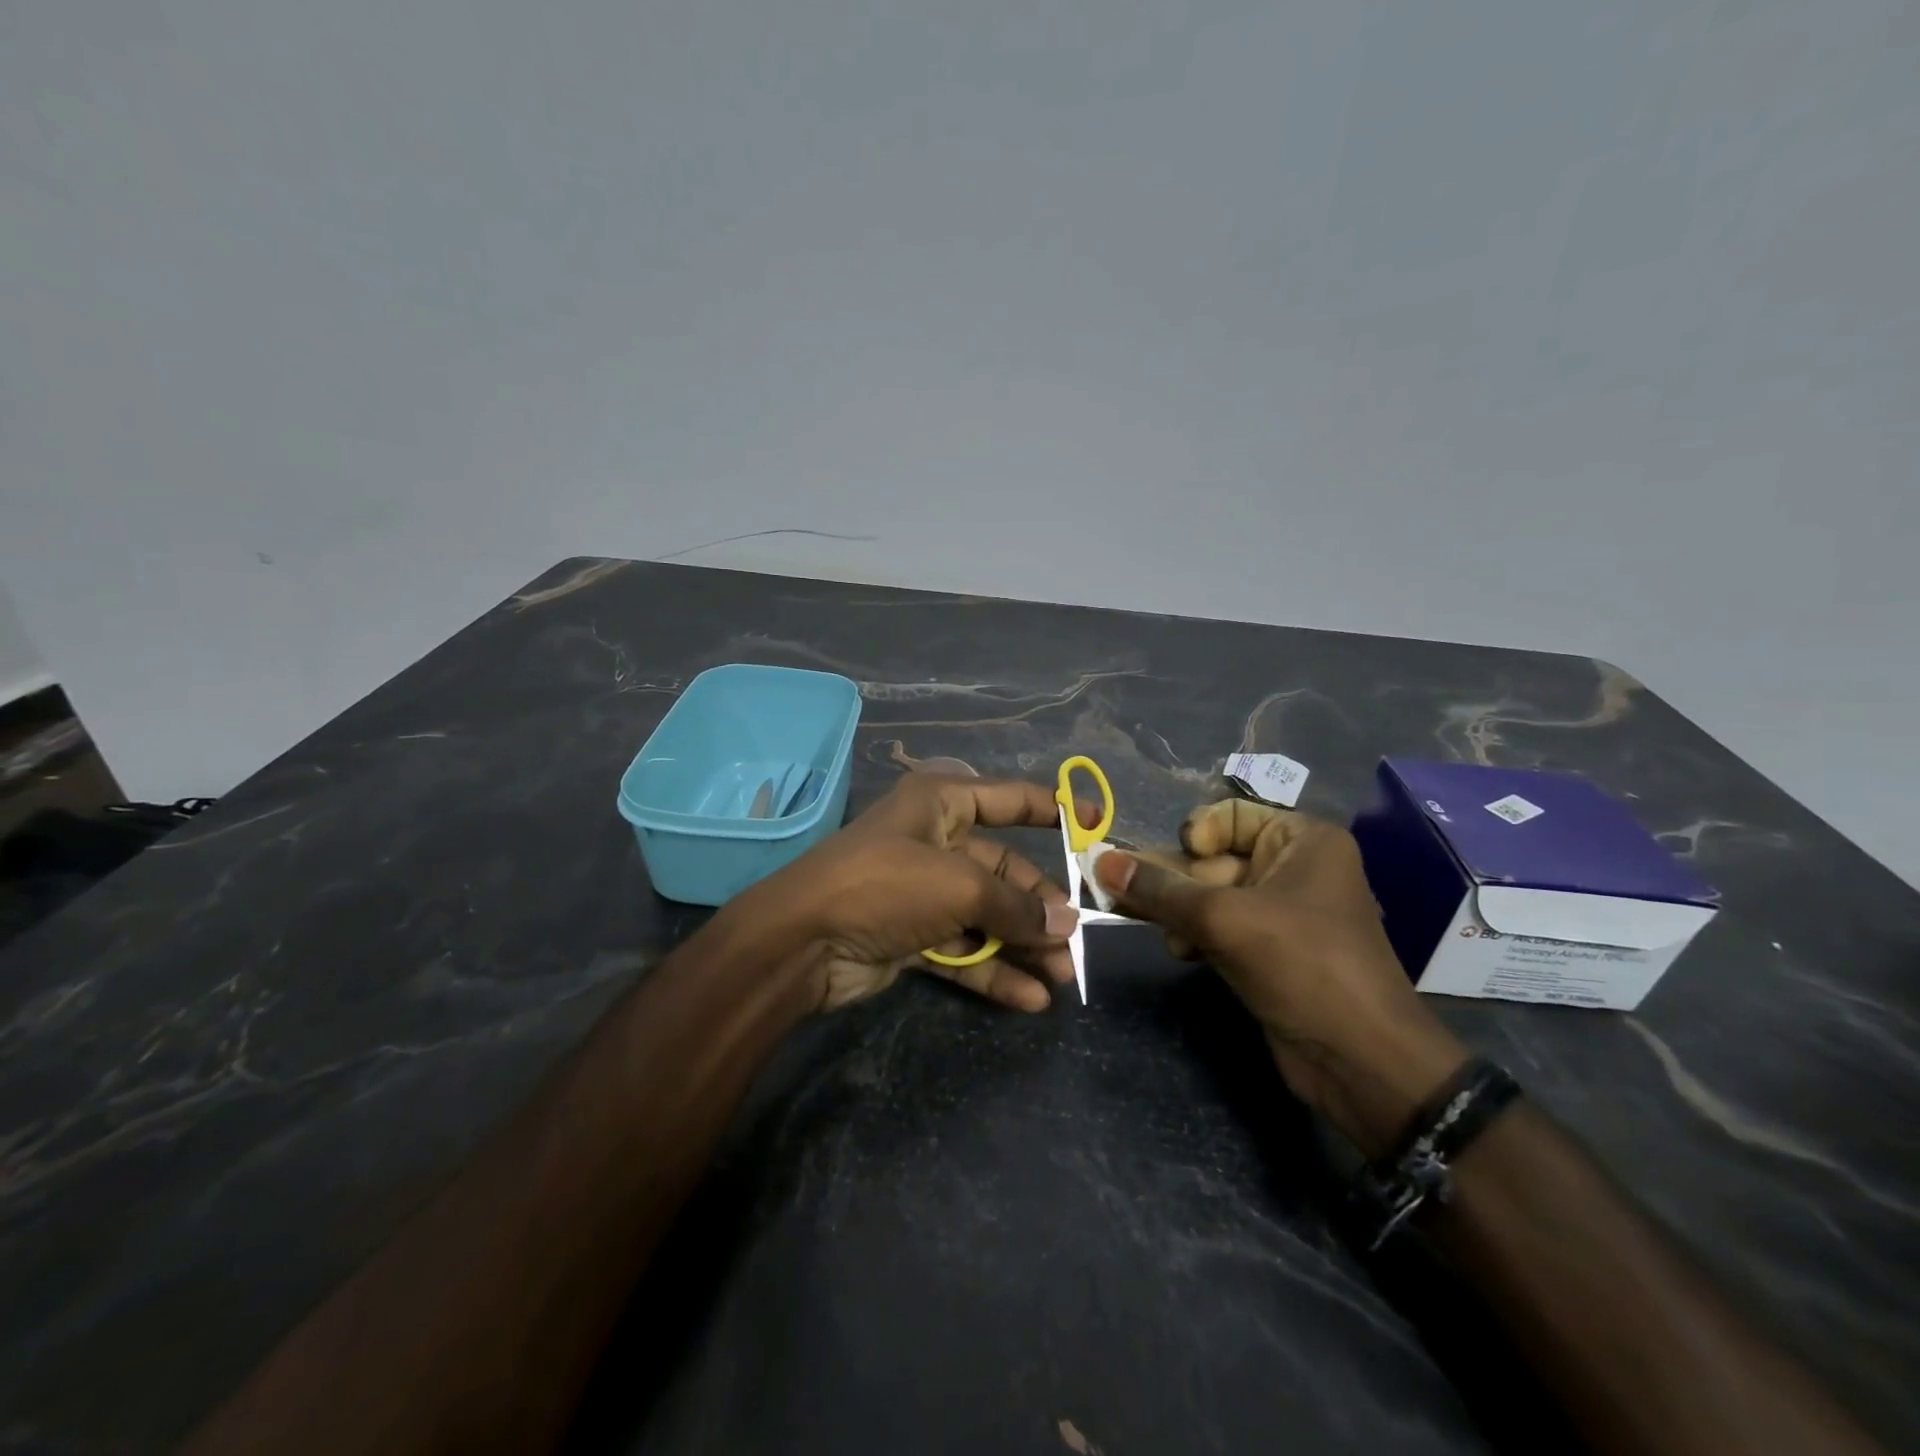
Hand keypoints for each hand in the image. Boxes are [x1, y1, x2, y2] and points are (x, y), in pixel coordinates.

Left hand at [734, 774, 1097, 1012]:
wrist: (803, 942)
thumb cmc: (886, 885)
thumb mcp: (959, 885)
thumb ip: (1015, 905)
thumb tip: (1065, 924)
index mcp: (941, 804)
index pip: (1009, 798)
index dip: (1053, 808)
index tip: (1095, 824)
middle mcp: (935, 842)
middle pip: (1003, 870)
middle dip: (1039, 905)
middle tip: (1074, 939)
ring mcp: (923, 892)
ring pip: (988, 915)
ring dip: (1024, 943)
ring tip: (1063, 975)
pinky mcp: (913, 936)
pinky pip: (965, 949)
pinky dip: (994, 970)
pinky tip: (1030, 998)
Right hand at [1092, 800, 1467, 1153]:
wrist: (1361, 1060)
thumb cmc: (1302, 965)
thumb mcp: (1224, 919)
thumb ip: (1158, 889)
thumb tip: (1098, 860)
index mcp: (1302, 840)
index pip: (1230, 815)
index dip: (1197, 834)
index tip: (1180, 862)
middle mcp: (1294, 868)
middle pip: (1213, 859)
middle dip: (1176, 882)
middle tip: (1128, 898)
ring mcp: (1282, 912)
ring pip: (1210, 896)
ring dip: (1181, 913)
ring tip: (1167, 936)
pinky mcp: (1270, 951)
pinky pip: (1220, 927)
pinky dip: (1196, 934)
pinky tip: (1181, 952)